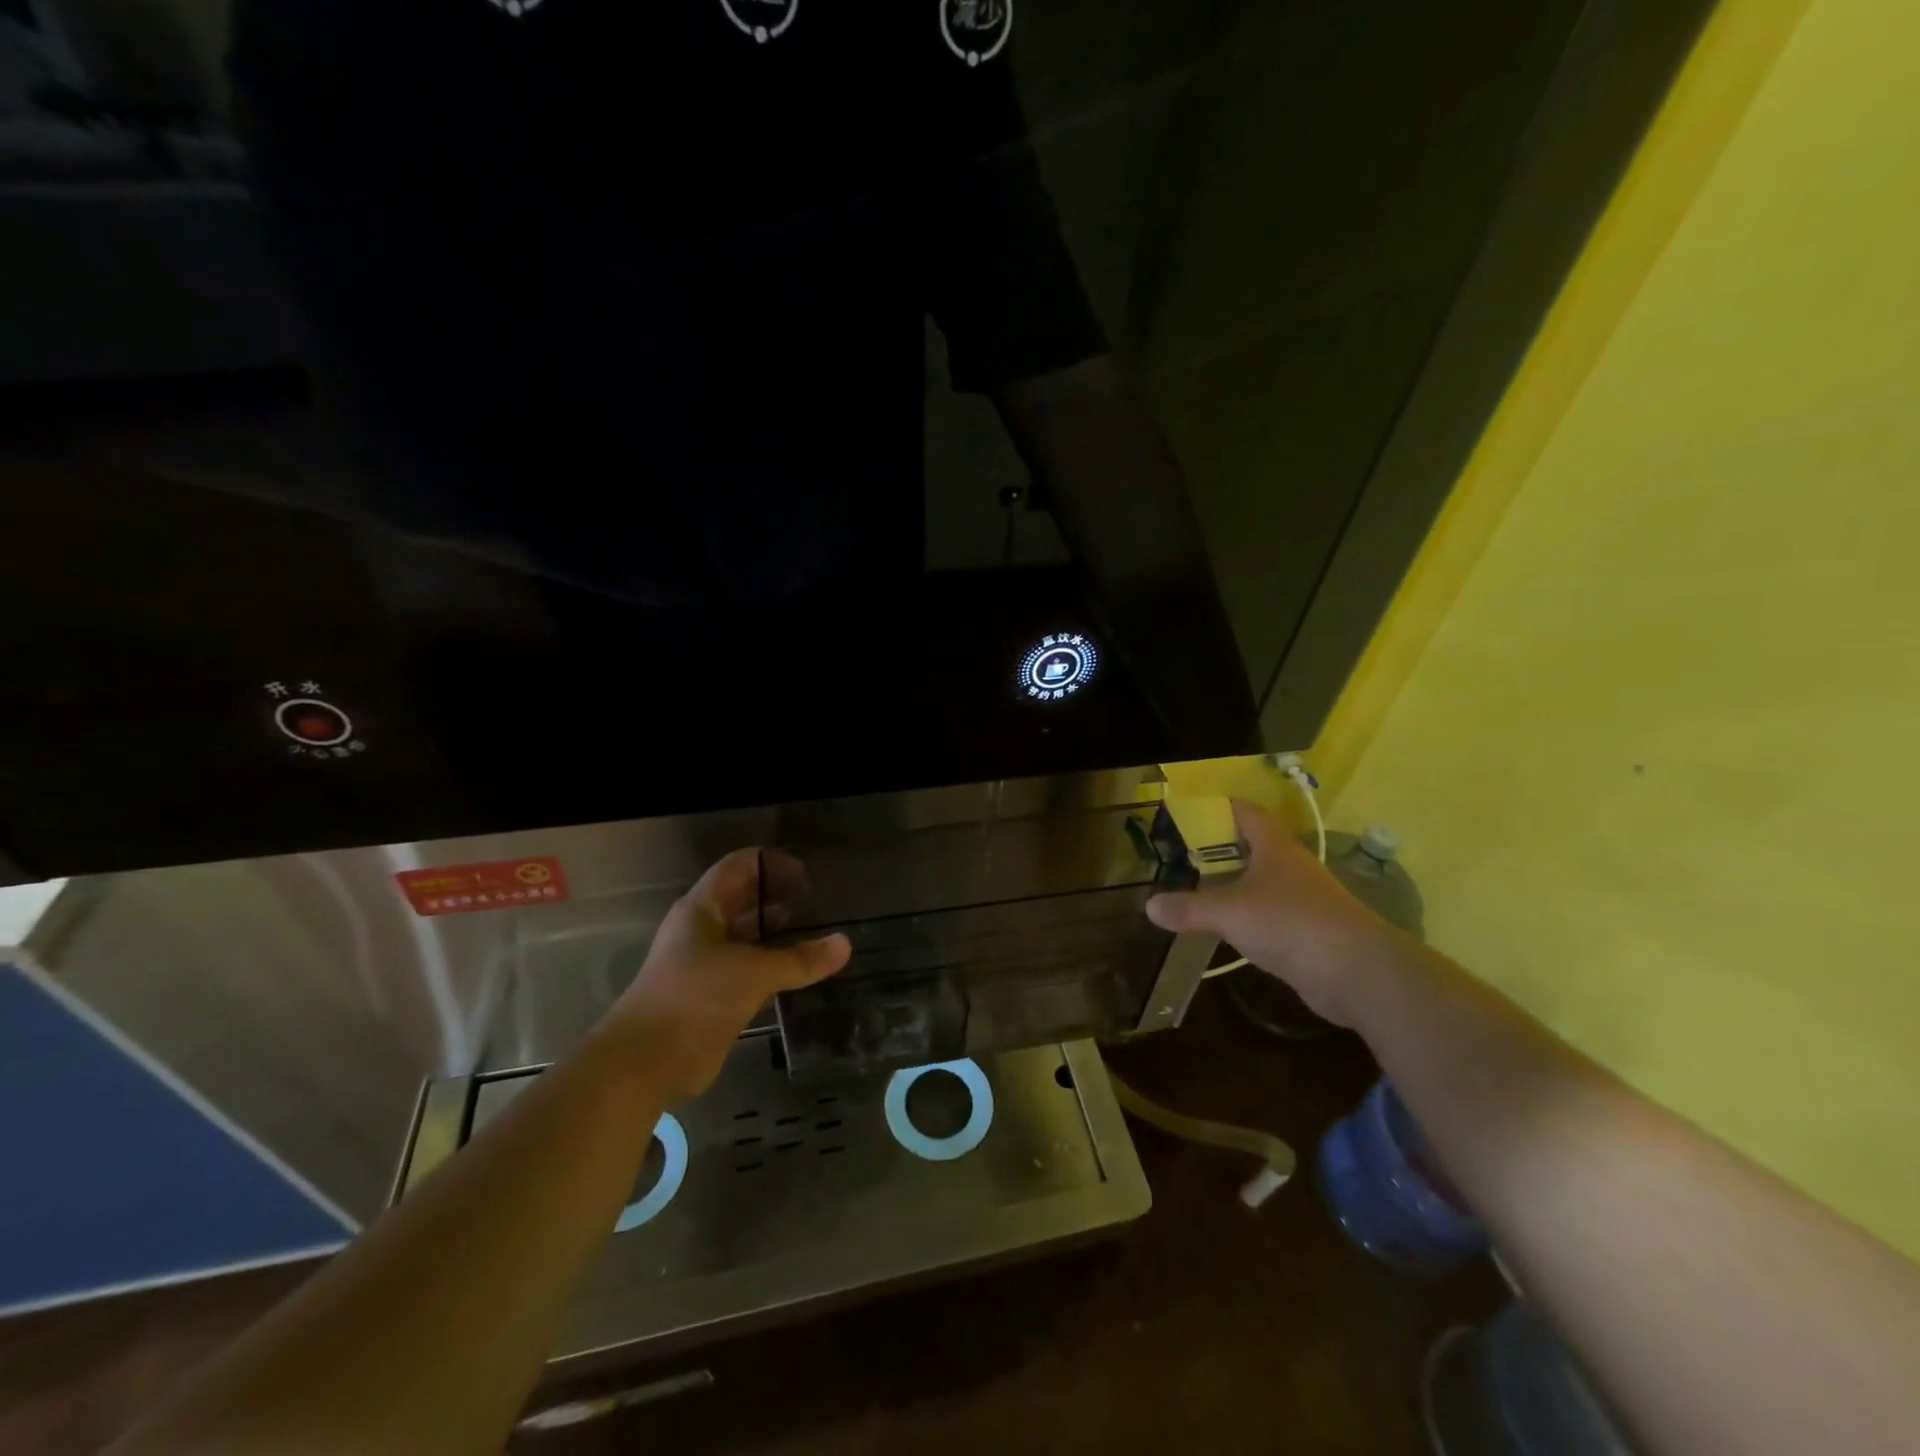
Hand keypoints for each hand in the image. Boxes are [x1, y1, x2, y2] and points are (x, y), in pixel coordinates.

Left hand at [606, 849, 849, 1100]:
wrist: (646, 1063)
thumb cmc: (696, 997)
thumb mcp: (754, 973)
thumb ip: (800, 959)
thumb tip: (845, 944)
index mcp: (701, 910)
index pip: (738, 867)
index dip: (772, 864)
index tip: (808, 875)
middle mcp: (700, 931)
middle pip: (743, 901)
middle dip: (778, 898)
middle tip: (819, 904)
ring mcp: (703, 965)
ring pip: (746, 939)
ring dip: (777, 936)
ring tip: (816, 935)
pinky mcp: (710, 998)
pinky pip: (748, 972)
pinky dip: (772, 969)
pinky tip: (801, 973)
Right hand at [1145, 800, 1399, 1027]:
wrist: (1358, 973)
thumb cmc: (1291, 923)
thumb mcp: (1231, 913)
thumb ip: (1190, 908)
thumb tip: (1149, 906)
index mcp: (1275, 848)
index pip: (1247, 813)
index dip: (1221, 808)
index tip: (1192, 813)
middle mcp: (1291, 867)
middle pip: (1254, 847)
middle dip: (1222, 848)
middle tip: (1183, 854)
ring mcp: (1304, 900)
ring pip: (1263, 882)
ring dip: (1235, 884)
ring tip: (1198, 889)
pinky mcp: (1309, 932)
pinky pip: (1271, 915)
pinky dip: (1249, 916)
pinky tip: (1229, 928)